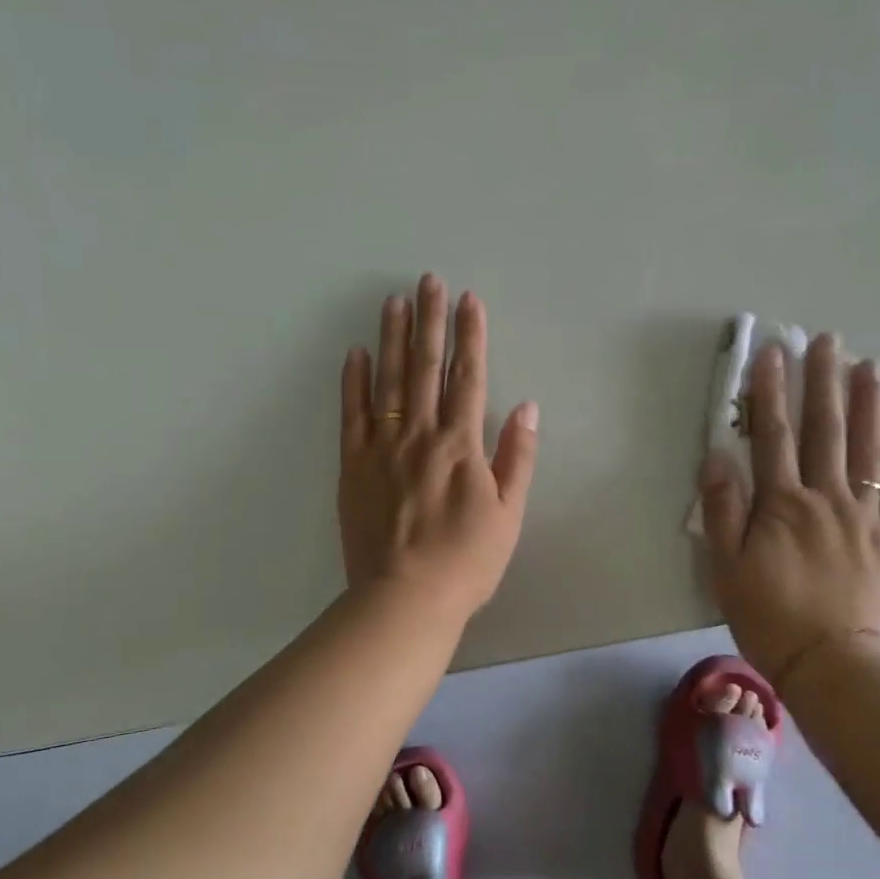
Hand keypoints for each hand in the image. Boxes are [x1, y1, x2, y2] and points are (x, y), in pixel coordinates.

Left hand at [339, 274, 539, 621]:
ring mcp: (381, 447)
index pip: (468, 376)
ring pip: (388, 380)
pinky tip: (355, 352)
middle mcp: (420, 435)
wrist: (404, 598)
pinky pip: (352, 414)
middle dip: (430, 320)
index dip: (470, 336)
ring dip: (392, 337)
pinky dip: (354, 381)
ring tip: (394, 300)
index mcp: (461, 445)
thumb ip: (517, 457)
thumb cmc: (466, 561)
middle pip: (425, 367)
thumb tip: (527, 407)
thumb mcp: (509, 514)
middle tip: (429, 280)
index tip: (469, 300)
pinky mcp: (353, 465)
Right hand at [699, 334, 879, 682]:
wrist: (833, 667)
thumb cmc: (769, 617)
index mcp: (782, 504)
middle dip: (823, 382)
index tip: (773, 352)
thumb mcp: (726, 567)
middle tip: (827, 339)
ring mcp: (866, 517)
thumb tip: (718, 456)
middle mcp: (826, 499)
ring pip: (868, 451)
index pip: (773, 436)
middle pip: (825, 431)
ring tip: (870, 365)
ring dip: (869, 405)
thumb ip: (722, 509)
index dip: (770, 392)